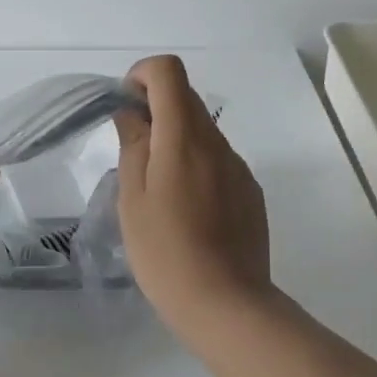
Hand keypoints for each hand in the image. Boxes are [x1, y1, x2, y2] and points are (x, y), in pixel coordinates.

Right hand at [114, 55, 272, 339]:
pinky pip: (218, 159)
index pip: (168, 71)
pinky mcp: (250, 191)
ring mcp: (238, 166)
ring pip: (202, 130)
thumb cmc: (166, 252)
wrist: (227, 305)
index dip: (142, 75)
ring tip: (157, 188)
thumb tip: (132, 113)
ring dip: (175, 139)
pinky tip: (186, 209)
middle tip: (132, 150)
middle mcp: (216, 142)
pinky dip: (196, 164)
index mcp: (184, 136)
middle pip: (186, 97)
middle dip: (155, 108)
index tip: (126, 107)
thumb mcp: (133, 198)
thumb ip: (133, 145)